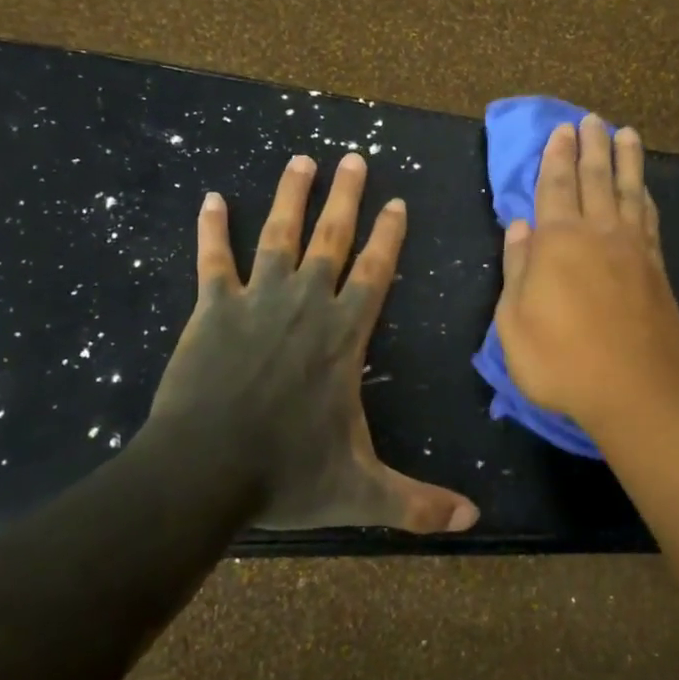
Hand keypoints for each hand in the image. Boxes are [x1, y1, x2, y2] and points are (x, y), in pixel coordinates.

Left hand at [143, 152, 479, 533]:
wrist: (203, 473)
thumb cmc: (287, 475)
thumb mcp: (362, 492)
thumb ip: (418, 503)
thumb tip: (474, 521)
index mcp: (345, 336)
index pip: (376, 272)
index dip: (389, 236)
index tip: (398, 201)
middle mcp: (307, 305)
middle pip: (332, 238)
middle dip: (346, 197)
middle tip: (353, 158)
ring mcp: (257, 301)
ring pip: (278, 235)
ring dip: (290, 195)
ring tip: (300, 159)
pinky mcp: (212, 310)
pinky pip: (213, 260)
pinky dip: (212, 229)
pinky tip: (211, 198)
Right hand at [493, 116, 678, 435]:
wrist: (634, 390)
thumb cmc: (560, 360)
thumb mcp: (513, 322)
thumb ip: (516, 269)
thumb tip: (519, 227)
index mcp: (558, 242)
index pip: (554, 187)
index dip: (555, 157)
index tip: (561, 130)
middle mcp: (598, 234)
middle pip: (595, 179)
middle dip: (590, 146)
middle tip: (591, 119)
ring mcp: (633, 249)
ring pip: (628, 192)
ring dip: (626, 161)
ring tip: (626, 135)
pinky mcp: (657, 269)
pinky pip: (650, 219)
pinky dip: (645, 197)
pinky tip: (644, 189)